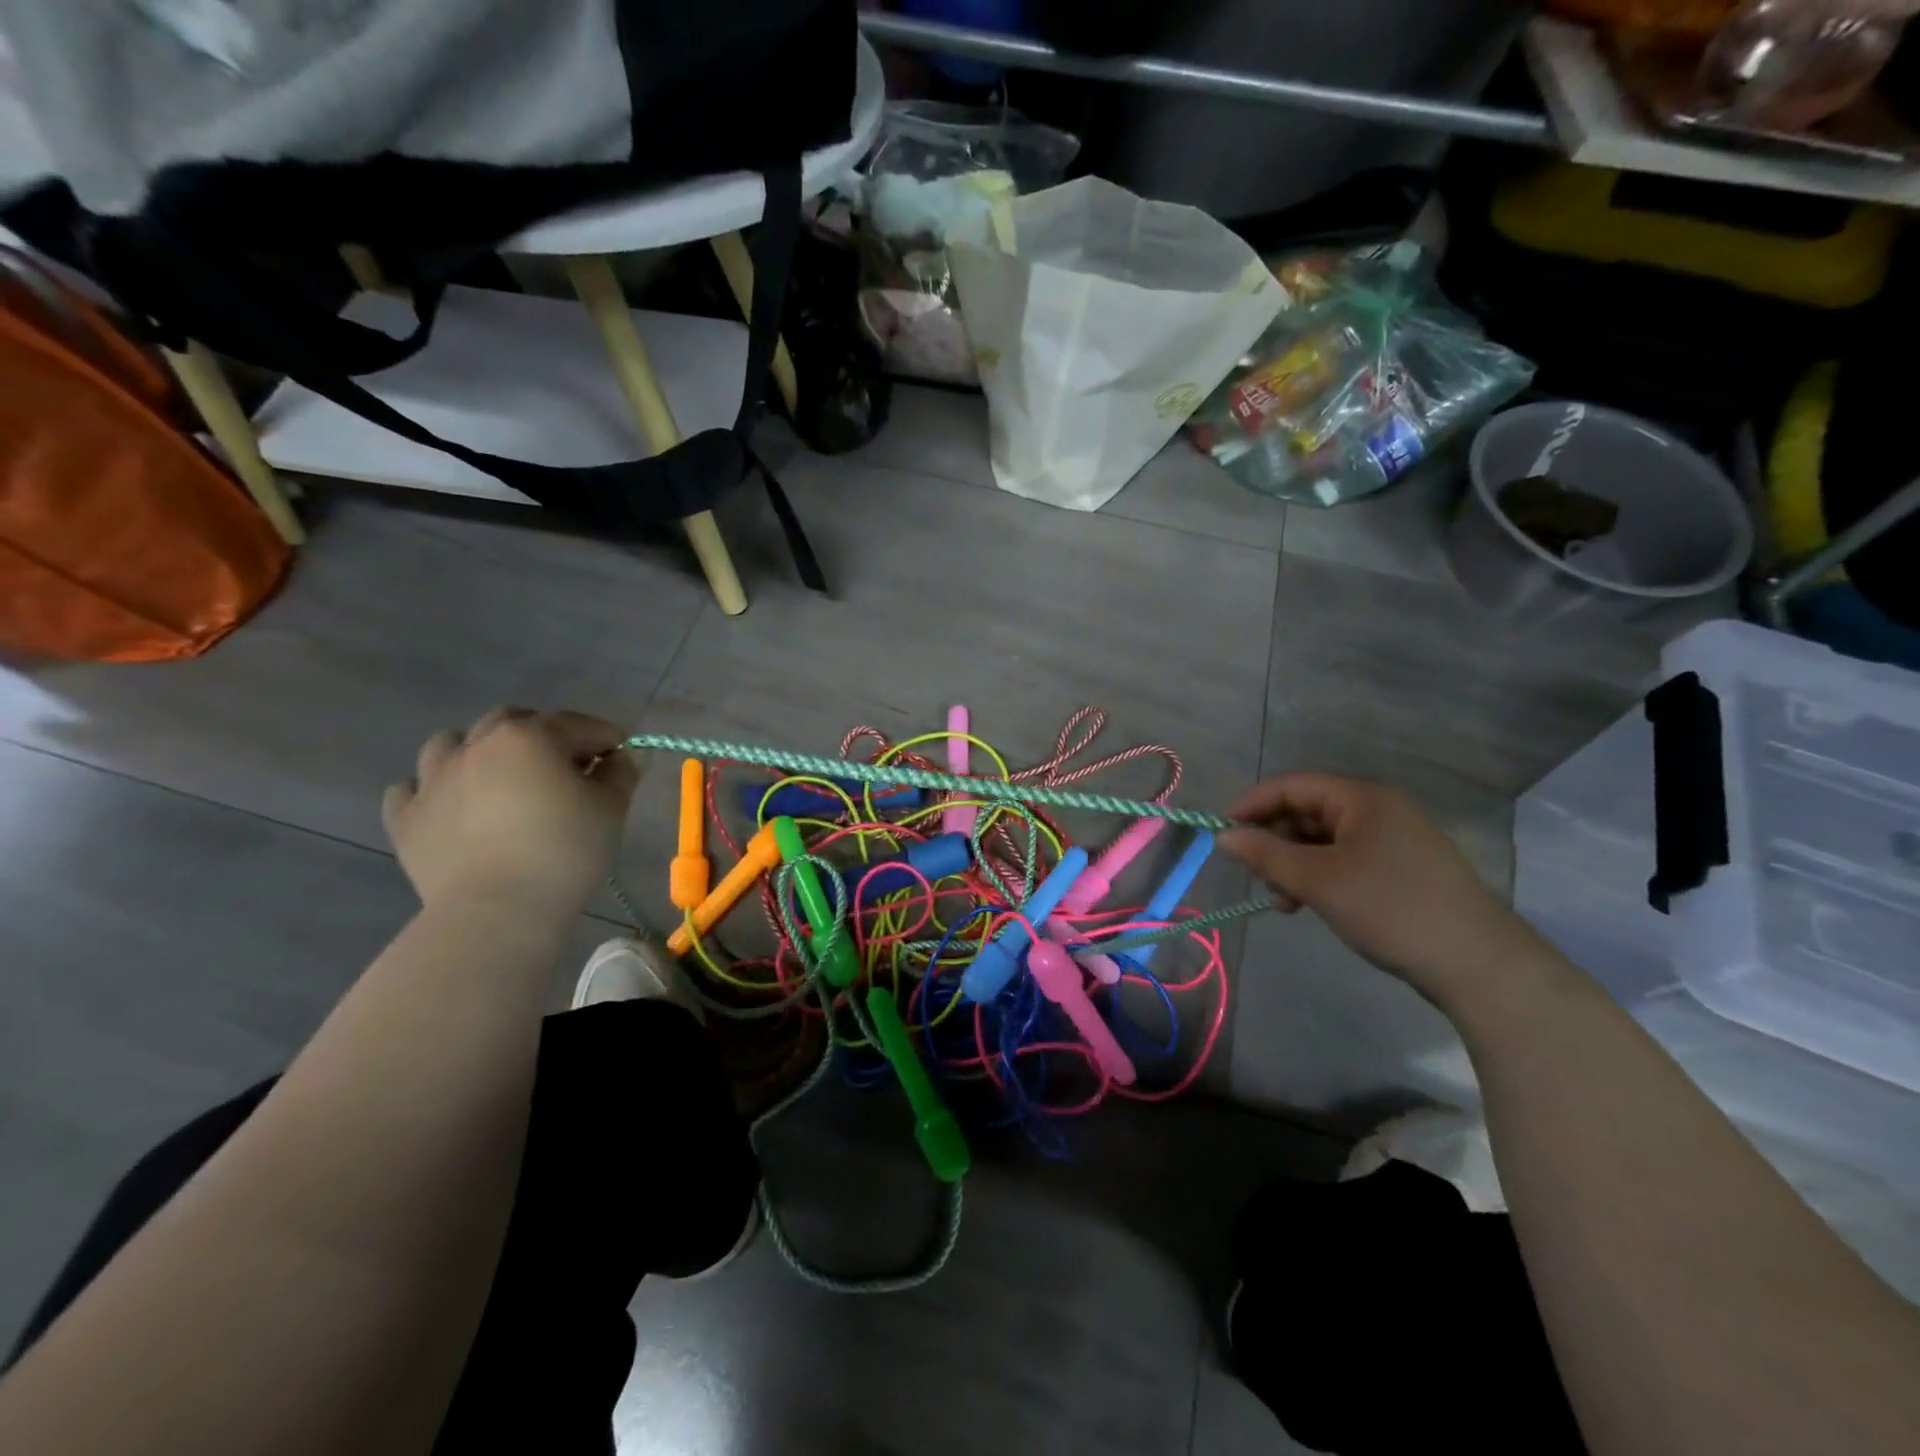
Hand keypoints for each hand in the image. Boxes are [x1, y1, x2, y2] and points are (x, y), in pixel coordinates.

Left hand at [382, 709, 640, 914]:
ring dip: (479, 752)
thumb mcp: (611, 809)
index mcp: (530, 737)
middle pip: (513, 721)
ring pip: (452, 744)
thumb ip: (621, 773)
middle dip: (543, 734)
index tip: (621, 758)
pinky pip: (412, 788)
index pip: (578, 724)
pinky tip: (453, 806)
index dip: (606, 738)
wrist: (497, 911)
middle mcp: (477, 745)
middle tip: (564, 767)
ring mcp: (433, 779)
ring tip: (501, 779)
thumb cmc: (565, 852)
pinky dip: (433, 790)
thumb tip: (620, 757)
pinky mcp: (406, 817)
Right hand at [1218, 773, 1538, 1007]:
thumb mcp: (1317, 880)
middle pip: (1307, 811)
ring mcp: (1394, 839)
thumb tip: (1223, 837)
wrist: (1477, 964)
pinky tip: (1312, 905)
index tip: (1223, 834)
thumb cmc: (1390, 908)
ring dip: (1295, 864)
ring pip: (1324, 840)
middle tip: (1258, 877)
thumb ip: (1265, 854)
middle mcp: (1379, 809)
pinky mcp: (1402, 869)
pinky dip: (1320, 877)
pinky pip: (1345, 859)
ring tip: (1286, 902)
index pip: (1293, 785)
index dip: (1253, 805)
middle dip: (1275, 842)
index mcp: (1363, 798)